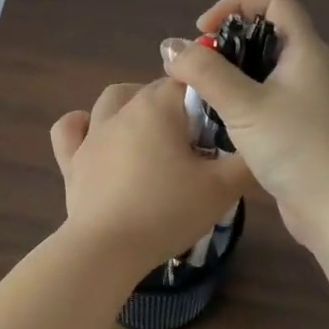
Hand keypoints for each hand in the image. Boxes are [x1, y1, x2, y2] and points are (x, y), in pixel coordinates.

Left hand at [50, 78, 250, 269]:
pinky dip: (81, 125)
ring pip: (111, 99)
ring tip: (151, 132)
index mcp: (158, 107)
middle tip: (194, 141)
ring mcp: (92, 134)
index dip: (208, 97)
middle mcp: (122, 110)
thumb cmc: (168, 211)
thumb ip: (246, 163)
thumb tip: (259, 147)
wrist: (108, 249)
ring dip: (131, 105)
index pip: (187, 80)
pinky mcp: (71, 161)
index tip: (221, 124)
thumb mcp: (222, 189)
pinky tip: (94, 136)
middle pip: (152, 89)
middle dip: (175, 104)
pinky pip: (69, 129)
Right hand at [159, 0, 328, 253]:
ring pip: (263, 69)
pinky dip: (241, 99)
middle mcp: (310, 67)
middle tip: (198, 66)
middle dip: (227, 42)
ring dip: (231, 73)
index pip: (273, 0)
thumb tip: (171, 47)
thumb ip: (205, 72)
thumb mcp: (244, 105)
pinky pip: (266, 98)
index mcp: (305, 49)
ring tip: (203, 94)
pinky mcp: (301, 127)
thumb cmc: (296, 147)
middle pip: (266, 33)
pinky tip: (221, 122)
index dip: (236, 3)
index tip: (205, 30)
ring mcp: (308, 99)